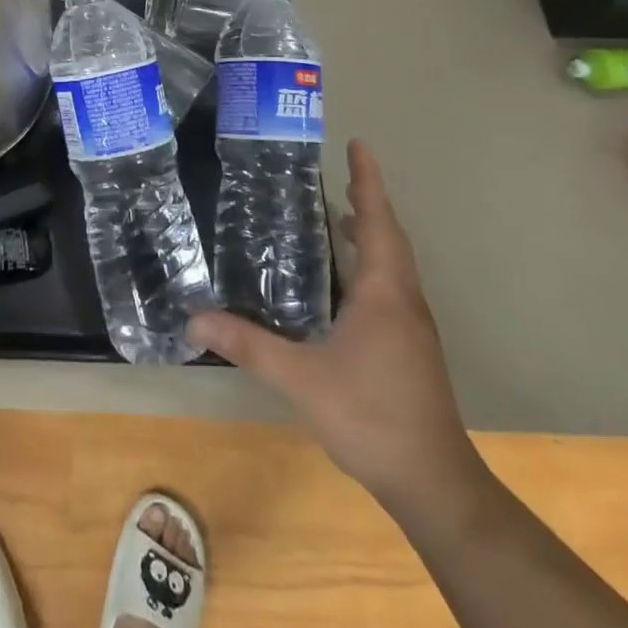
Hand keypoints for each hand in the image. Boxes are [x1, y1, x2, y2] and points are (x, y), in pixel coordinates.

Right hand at [189, 140, 483, 512]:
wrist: (434, 483)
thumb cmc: (372, 417)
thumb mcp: (301, 379)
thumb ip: (248, 345)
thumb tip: (194, 318)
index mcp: (384, 294)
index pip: (378, 222)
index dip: (368, 181)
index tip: (359, 144)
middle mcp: (403, 300)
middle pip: (390, 236)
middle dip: (368, 199)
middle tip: (339, 172)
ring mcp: (411, 326)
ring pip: (393, 262)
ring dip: (372, 231)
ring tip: (339, 212)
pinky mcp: (410, 347)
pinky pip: (390, 284)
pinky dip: (370, 261)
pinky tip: (343, 278)